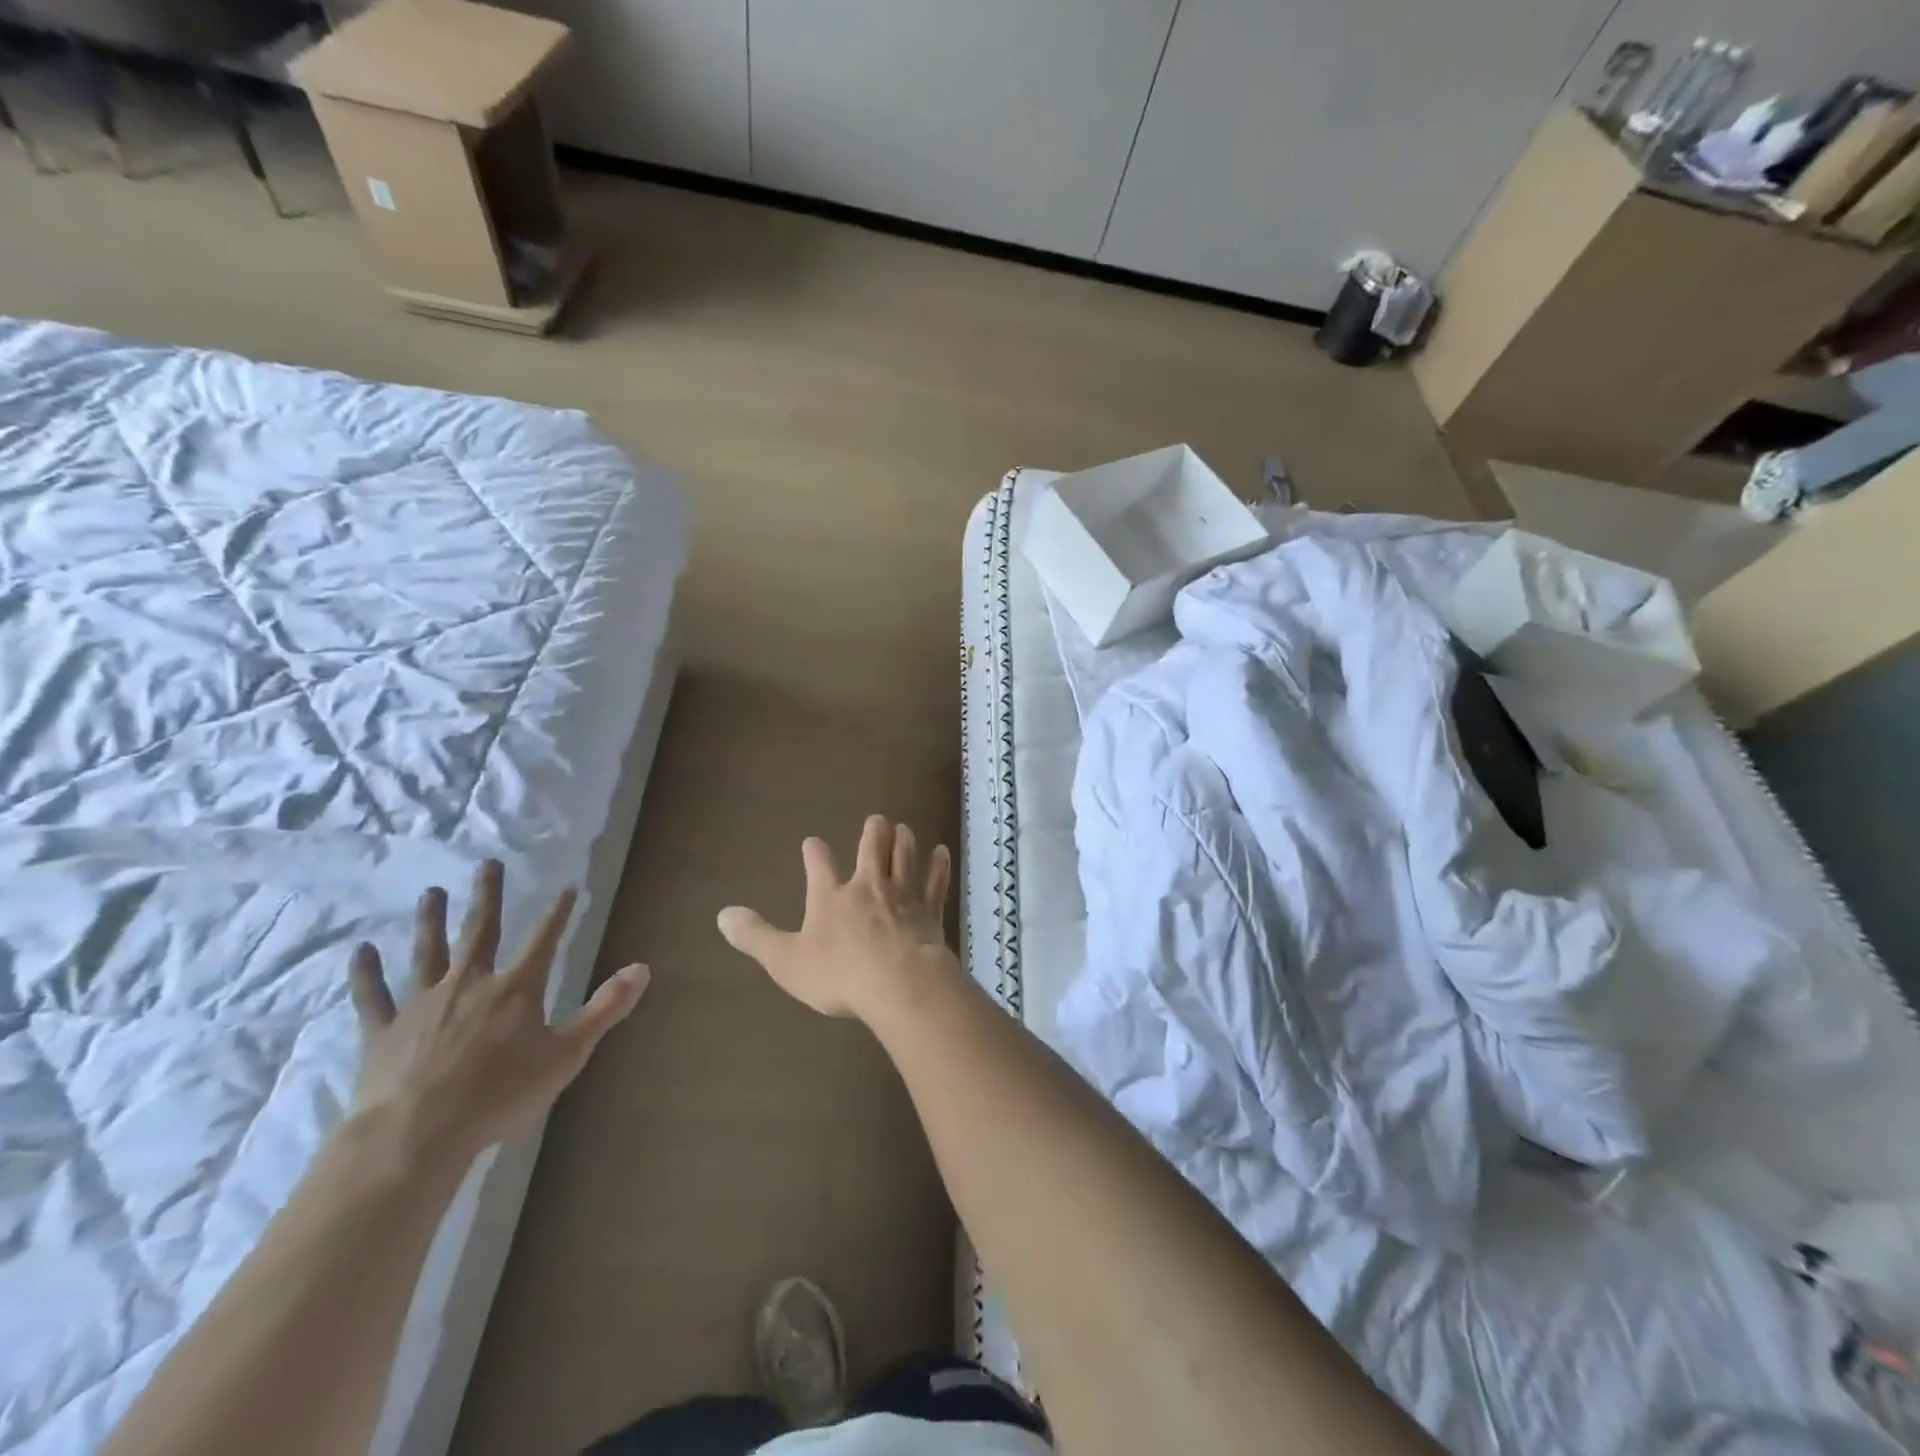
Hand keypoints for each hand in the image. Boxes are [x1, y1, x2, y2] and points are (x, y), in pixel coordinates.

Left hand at [347, 860, 648, 1163]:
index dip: (558, 912)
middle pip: (481, 931)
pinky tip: (360, 951)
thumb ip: (605, 1008)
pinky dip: (366, 973)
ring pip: (428, 952)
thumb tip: (643, 967)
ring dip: (431, 921)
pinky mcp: (383, 1030)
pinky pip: (372, 995)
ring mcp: (422, 1004)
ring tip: (432, 893)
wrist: (416, 1135)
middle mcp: (469, 983)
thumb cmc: (500, 1094)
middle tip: (488, 863)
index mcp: (516, 989)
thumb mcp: (568, 1053)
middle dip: (488, 896)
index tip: (568, 886)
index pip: (544, 939)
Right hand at [717, 815, 954, 1019]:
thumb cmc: (839, 974)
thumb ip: (755, 937)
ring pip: (905, 856)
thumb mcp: (786, 961)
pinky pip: (935, 881)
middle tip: (876, 820)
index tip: (813, 842)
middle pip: (872, 848)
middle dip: (873, 832)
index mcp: (831, 897)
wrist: (898, 982)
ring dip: (903, 840)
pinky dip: (938, 865)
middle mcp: (868, 886)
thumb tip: (722, 915)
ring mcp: (902, 895)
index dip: (815, 852)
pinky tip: (942, 851)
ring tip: (903, 828)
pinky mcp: (929, 910)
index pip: (819, 864)